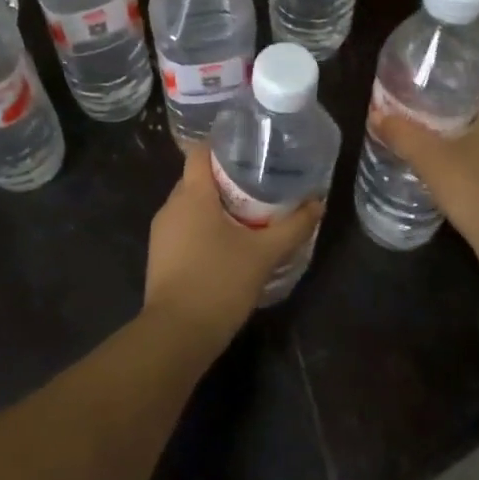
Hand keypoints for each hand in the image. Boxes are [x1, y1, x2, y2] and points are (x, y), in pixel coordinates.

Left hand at [145, 146, 323, 349]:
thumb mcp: (264, 253)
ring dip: (216, 206)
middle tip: (260, 182)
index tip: (250, 147)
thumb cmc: (219, 282)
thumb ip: (293, 227)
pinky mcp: (160, 256)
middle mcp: (171, 206)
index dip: (223, 144)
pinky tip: (229, 243)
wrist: (176, 335)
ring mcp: (162, 232)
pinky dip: (205, 227)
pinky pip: (185, 228)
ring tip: (250, 212)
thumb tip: (318, 203)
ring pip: (191, 205)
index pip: (200, 152)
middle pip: (198, 178)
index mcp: (192, 194)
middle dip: (226, 178)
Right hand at [370, 68, 478, 277]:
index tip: (441, 64)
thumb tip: (376, 114)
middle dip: (457, 92)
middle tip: (423, 91)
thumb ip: (404, 135)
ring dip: (461, 122)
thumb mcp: (433, 160)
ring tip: (426, 120)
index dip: (470, 62)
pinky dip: (468, 147)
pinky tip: (443, 155)